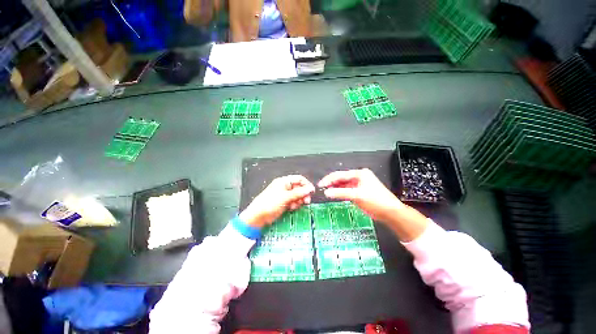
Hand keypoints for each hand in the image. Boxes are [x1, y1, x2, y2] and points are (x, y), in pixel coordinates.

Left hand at [239, 175, 314, 227]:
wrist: (258, 216)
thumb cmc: (270, 203)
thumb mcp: (286, 196)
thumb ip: (299, 192)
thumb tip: (310, 189)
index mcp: (284, 181)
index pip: (299, 179)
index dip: (306, 184)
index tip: (311, 192)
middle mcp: (285, 187)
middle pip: (299, 188)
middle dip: (303, 194)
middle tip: (306, 201)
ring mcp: (285, 195)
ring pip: (298, 196)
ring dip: (299, 200)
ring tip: (295, 205)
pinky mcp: (285, 202)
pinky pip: (294, 201)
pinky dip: (295, 204)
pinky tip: (292, 208)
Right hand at [318, 168, 403, 223]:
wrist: (390, 213)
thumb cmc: (375, 201)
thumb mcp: (357, 196)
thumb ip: (340, 193)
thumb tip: (326, 192)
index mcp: (359, 174)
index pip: (340, 175)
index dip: (329, 179)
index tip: (320, 184)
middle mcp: (359, 177)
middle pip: (341, 178)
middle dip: (331, 183)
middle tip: (321, 188)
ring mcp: (359, 184)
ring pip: (343, 184)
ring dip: (335, 187)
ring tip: (326, 191)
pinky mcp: (359, 191)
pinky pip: (346, 190)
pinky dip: (340, 192)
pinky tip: (334, 194)